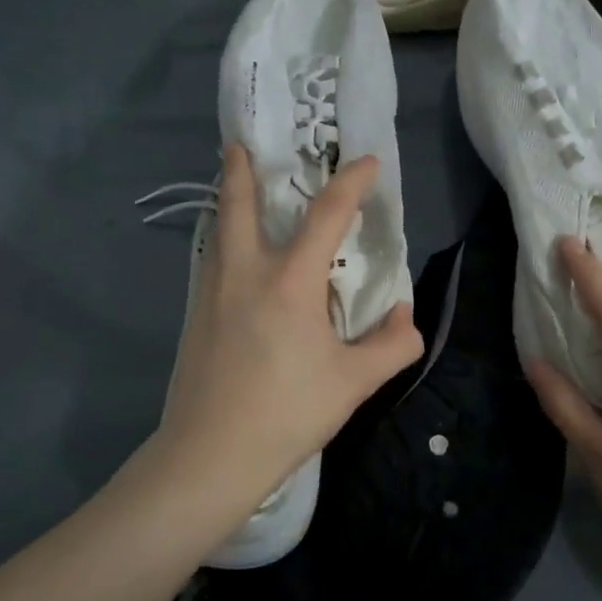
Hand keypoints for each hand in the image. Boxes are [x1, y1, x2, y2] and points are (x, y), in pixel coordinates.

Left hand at [157, 144, 422, 517]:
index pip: (326, 215)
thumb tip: (406, 318)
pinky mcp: (195, 318)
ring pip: (219, 232)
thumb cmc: (287, 414)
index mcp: (289, 282)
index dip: (352, 183)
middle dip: (241, 170)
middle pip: (238, 205)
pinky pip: (212, 261)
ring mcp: (212, 293)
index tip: (369, 163)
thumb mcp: (354, 383)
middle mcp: (245, 273)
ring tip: (236, 188)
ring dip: (227, 202)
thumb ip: (392, 345)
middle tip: (240, 144)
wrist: (209, 456)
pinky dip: (224, 241)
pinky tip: (235, 259)